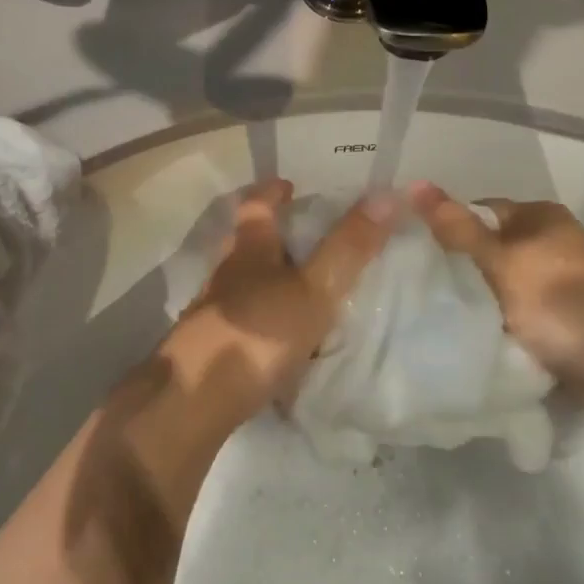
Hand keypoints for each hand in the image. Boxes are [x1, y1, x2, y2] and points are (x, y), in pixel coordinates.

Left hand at [166, 180, 397, 415]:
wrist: (196, 398)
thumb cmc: (258, 332)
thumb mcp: (314, 289)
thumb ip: (348, 247)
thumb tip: (388, 193)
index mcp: (249, 251)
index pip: (256, 207)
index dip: (272, 193)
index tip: (289, 185)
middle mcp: (226, 275)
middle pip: (243, 244)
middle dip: (268, 235)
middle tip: (301, 237)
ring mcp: (212, 312)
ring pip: (240, 283)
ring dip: (264, 279)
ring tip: (296, 288)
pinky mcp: (209, 348)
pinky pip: (240, 321)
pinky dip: (260, 319)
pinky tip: (278, 338)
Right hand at [408, 183, 583, 416]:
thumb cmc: (561, 307)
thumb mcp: (501, 263)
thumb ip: (458, 228)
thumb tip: (414, 183)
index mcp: (543, 216)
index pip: (479, 211)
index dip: (448, 230)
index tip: (418, 259)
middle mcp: (556, 239)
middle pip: (492, 247)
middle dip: (462, 268)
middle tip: (426, 291)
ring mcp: (566, 279)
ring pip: (505, 282)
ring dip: (482, 297)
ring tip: (449, 316)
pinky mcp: (570, 315)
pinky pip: (522, 309)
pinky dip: (504, 319)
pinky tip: (484, 335)